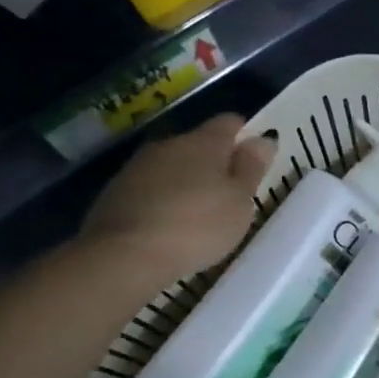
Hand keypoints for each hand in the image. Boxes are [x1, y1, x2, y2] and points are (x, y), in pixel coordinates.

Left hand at [80, 114, 275, 278]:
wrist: (125, 255)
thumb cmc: (198, 226)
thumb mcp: (239, 202)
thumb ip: (251, 168)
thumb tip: (263, 138)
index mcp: (204, 142)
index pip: (229, 122)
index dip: (244, 134)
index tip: (253, 157)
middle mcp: (169, 144)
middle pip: (198, 143)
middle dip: (214, 161)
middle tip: (229, 192)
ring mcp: (137, 166)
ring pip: (171, 164)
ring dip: (186, 180)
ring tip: (199, 211)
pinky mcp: (115, 191)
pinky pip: (149, 187)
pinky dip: (163, 198)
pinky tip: (169, 224)